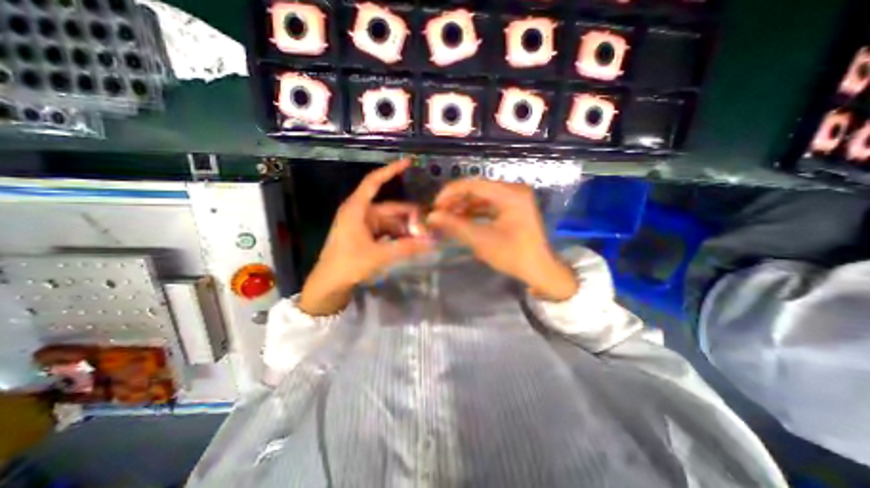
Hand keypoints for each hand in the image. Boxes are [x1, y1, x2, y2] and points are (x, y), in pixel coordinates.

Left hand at [301, 157, 432, 313]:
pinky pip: (385, 230)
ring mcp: (362, 225)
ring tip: (422, 237)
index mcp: (357, 209)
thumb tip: (431, 243)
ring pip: (389, 220)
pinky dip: (397, 235)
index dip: (391, 170)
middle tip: (428, 224)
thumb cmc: (348, 265)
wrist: (328, 285)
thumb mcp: (379, 256)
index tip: (408, 163)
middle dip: (408, 215)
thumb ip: (406, 248)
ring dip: (404, 228)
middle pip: (389, 207)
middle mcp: (360, 213)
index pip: (374, 182)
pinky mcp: (364, 236)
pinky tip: (409, 243)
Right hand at [427, 180, 575, 300]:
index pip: (473, 185)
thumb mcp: (481, 240)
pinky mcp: (513, 207)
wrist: (540, 270)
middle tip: (439, 213)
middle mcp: (513, 190)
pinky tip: (462, 219)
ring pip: (482, 196)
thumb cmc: (513, 255)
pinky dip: (474, 211)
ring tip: (447, 217)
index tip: (435, 206)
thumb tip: (431, 216)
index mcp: (510, 194)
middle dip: (456, 200)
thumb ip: (455, 225)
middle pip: (477, 189)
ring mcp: (514, 198)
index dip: (450, 193)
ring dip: (464, 206)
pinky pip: (489, 204)